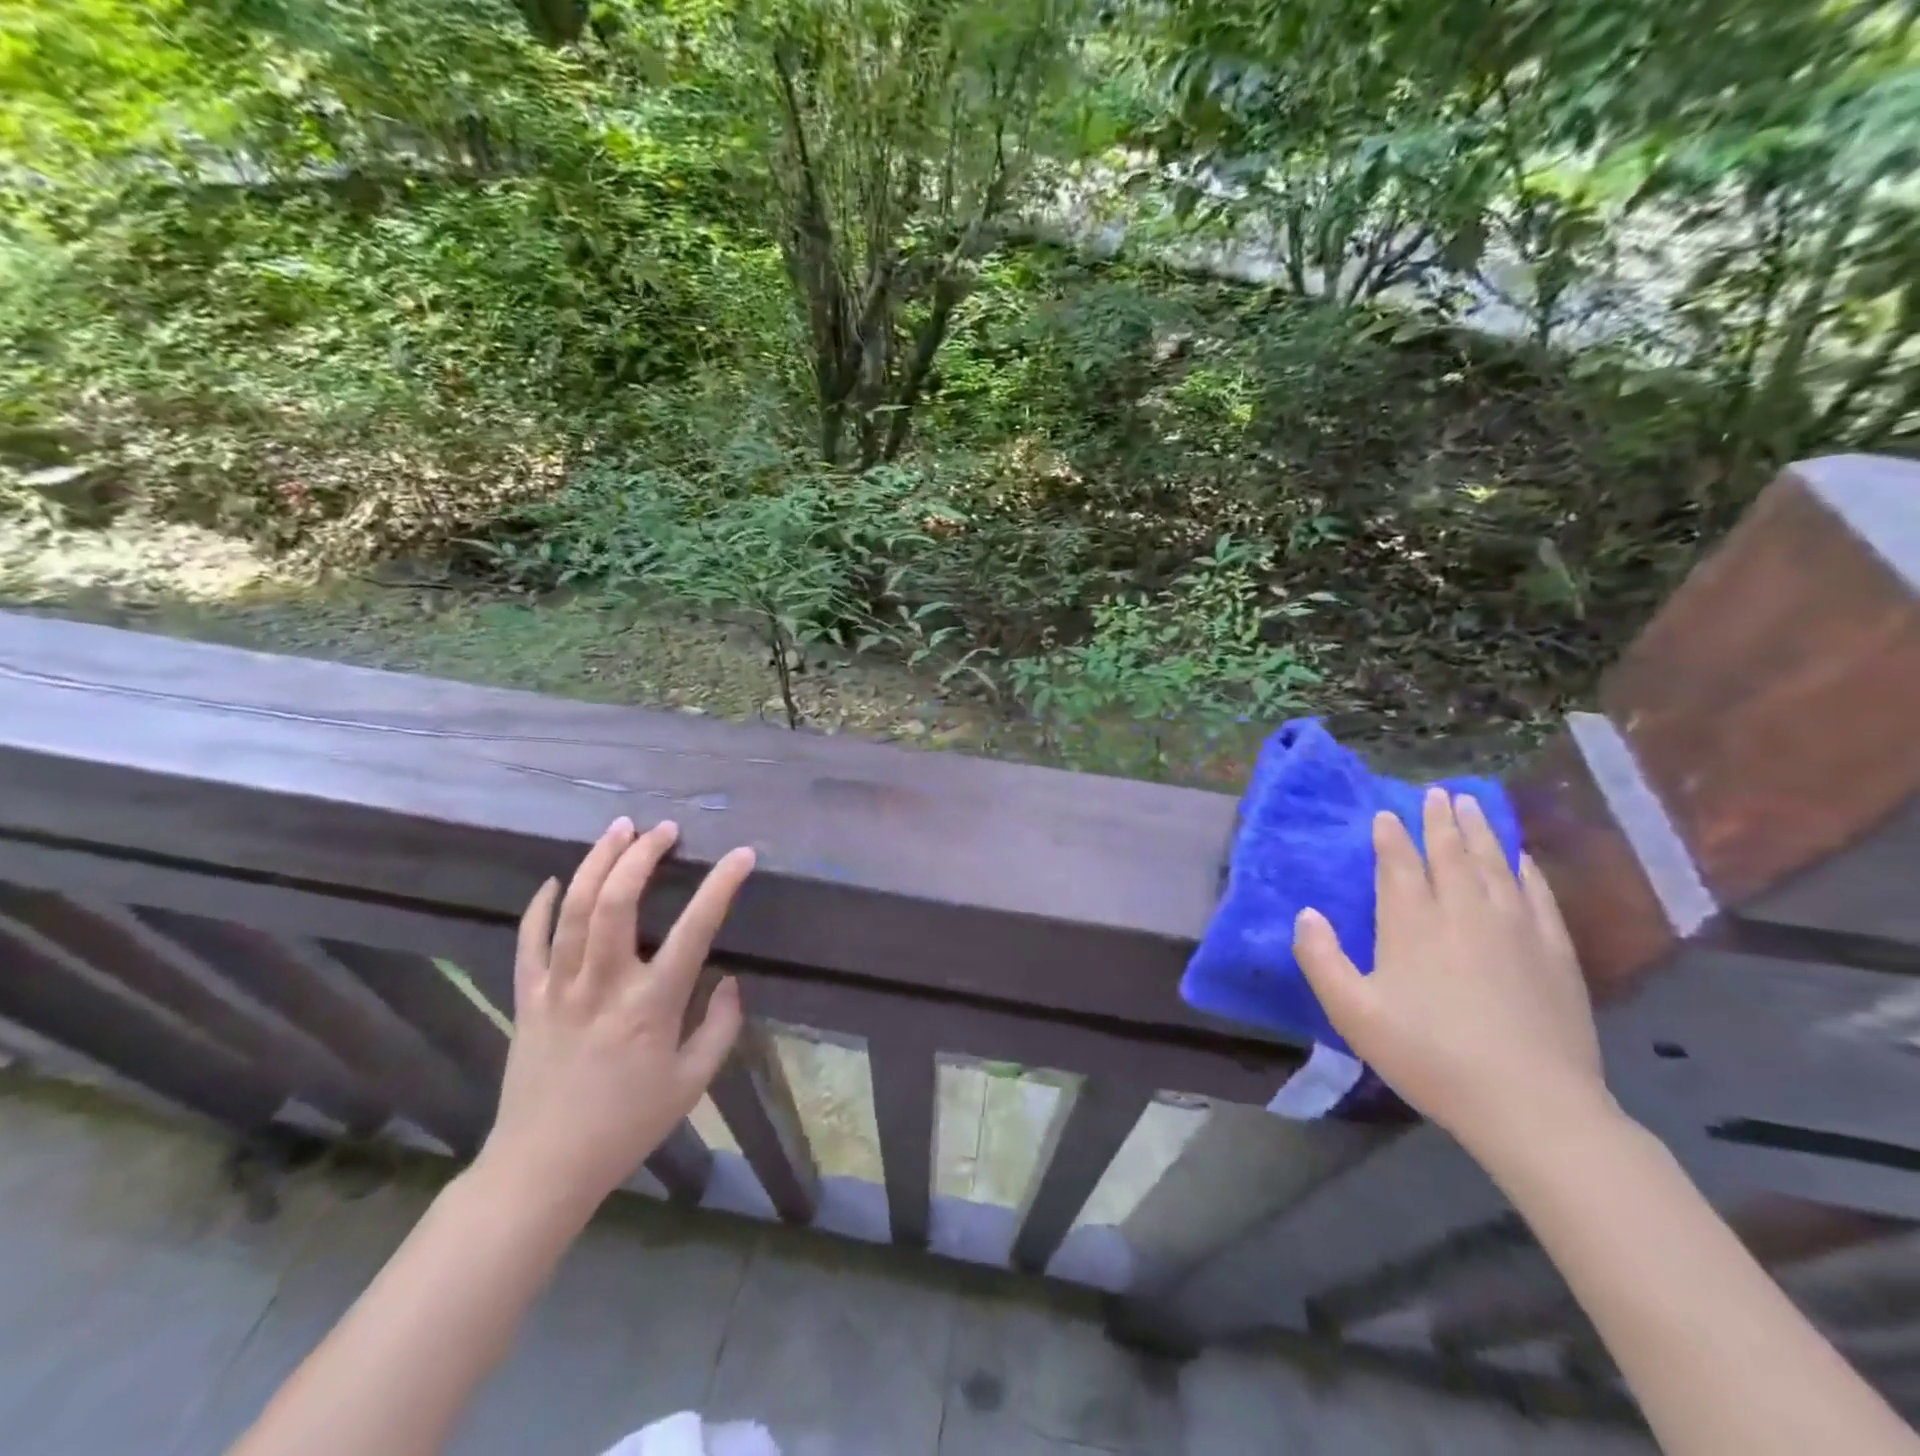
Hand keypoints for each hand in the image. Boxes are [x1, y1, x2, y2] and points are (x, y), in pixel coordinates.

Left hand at [478, 816, 753, 1218]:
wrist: (543, 1168)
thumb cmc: (626, 1125)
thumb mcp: (692, 1084)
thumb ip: (721, 1028)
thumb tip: (730, 981)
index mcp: (651, 1006)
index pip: (695, 930)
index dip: (721, 886)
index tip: (741, 855)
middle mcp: (604, 986)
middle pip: (617, 902)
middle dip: (642, 856)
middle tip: (664, 830)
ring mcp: (559, 988)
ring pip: (574, 910)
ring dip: (598, 862)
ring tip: (619, 829)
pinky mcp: (528, 998)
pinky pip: (529, 941)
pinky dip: (542, 905)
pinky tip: (558, 880)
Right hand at [1294, 787, 1611, 1154]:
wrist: (1531, 1104)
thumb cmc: (1429, 1056)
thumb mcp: (1353, 1013)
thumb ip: (1321, 959)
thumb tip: (1306, 913)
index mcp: (1412, 924)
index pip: (1399, 864)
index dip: (1391, 836)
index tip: (1386, 814)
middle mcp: (1463, 912)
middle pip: (1450, 853)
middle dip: (1439, 820)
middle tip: (1436, 793)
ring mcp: (1515, 928)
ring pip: (1494, 864)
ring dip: (1480, 831)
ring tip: (1471, 804)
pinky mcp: (1554, 951)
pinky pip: (1537, 894)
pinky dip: (1526, 869)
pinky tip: (1521, 857)